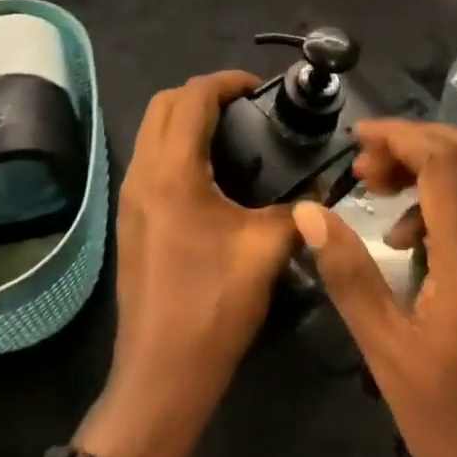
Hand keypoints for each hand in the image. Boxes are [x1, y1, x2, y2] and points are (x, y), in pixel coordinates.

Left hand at [82, 72, 298, 456]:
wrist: (160, 374)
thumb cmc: (213, 306)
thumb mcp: (266, 250)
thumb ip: (300, 210)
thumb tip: (326, 189)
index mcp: (172, 171)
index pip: (192, 97)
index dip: (226, 82)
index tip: (259, 88)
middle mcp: (142, 173)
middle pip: (163, 104)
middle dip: (203, 93)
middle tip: (246, 108)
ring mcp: (130, 196)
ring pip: (152, 131)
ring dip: (186, 118)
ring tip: (234, 134)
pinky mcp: (130, 218)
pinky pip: (150, 159)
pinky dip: (176, 146)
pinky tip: (212, 175)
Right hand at [292, 120, 456, 456]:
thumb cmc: (452, 428)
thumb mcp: (386, 354)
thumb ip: (348, 274)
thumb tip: (309, 212)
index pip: (445, 163)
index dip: (400, 136)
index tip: (356, 140)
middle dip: (413, 141)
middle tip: (364, 166)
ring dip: (428, 165)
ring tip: (377, 193)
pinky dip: (444, 197)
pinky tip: (408, 239)